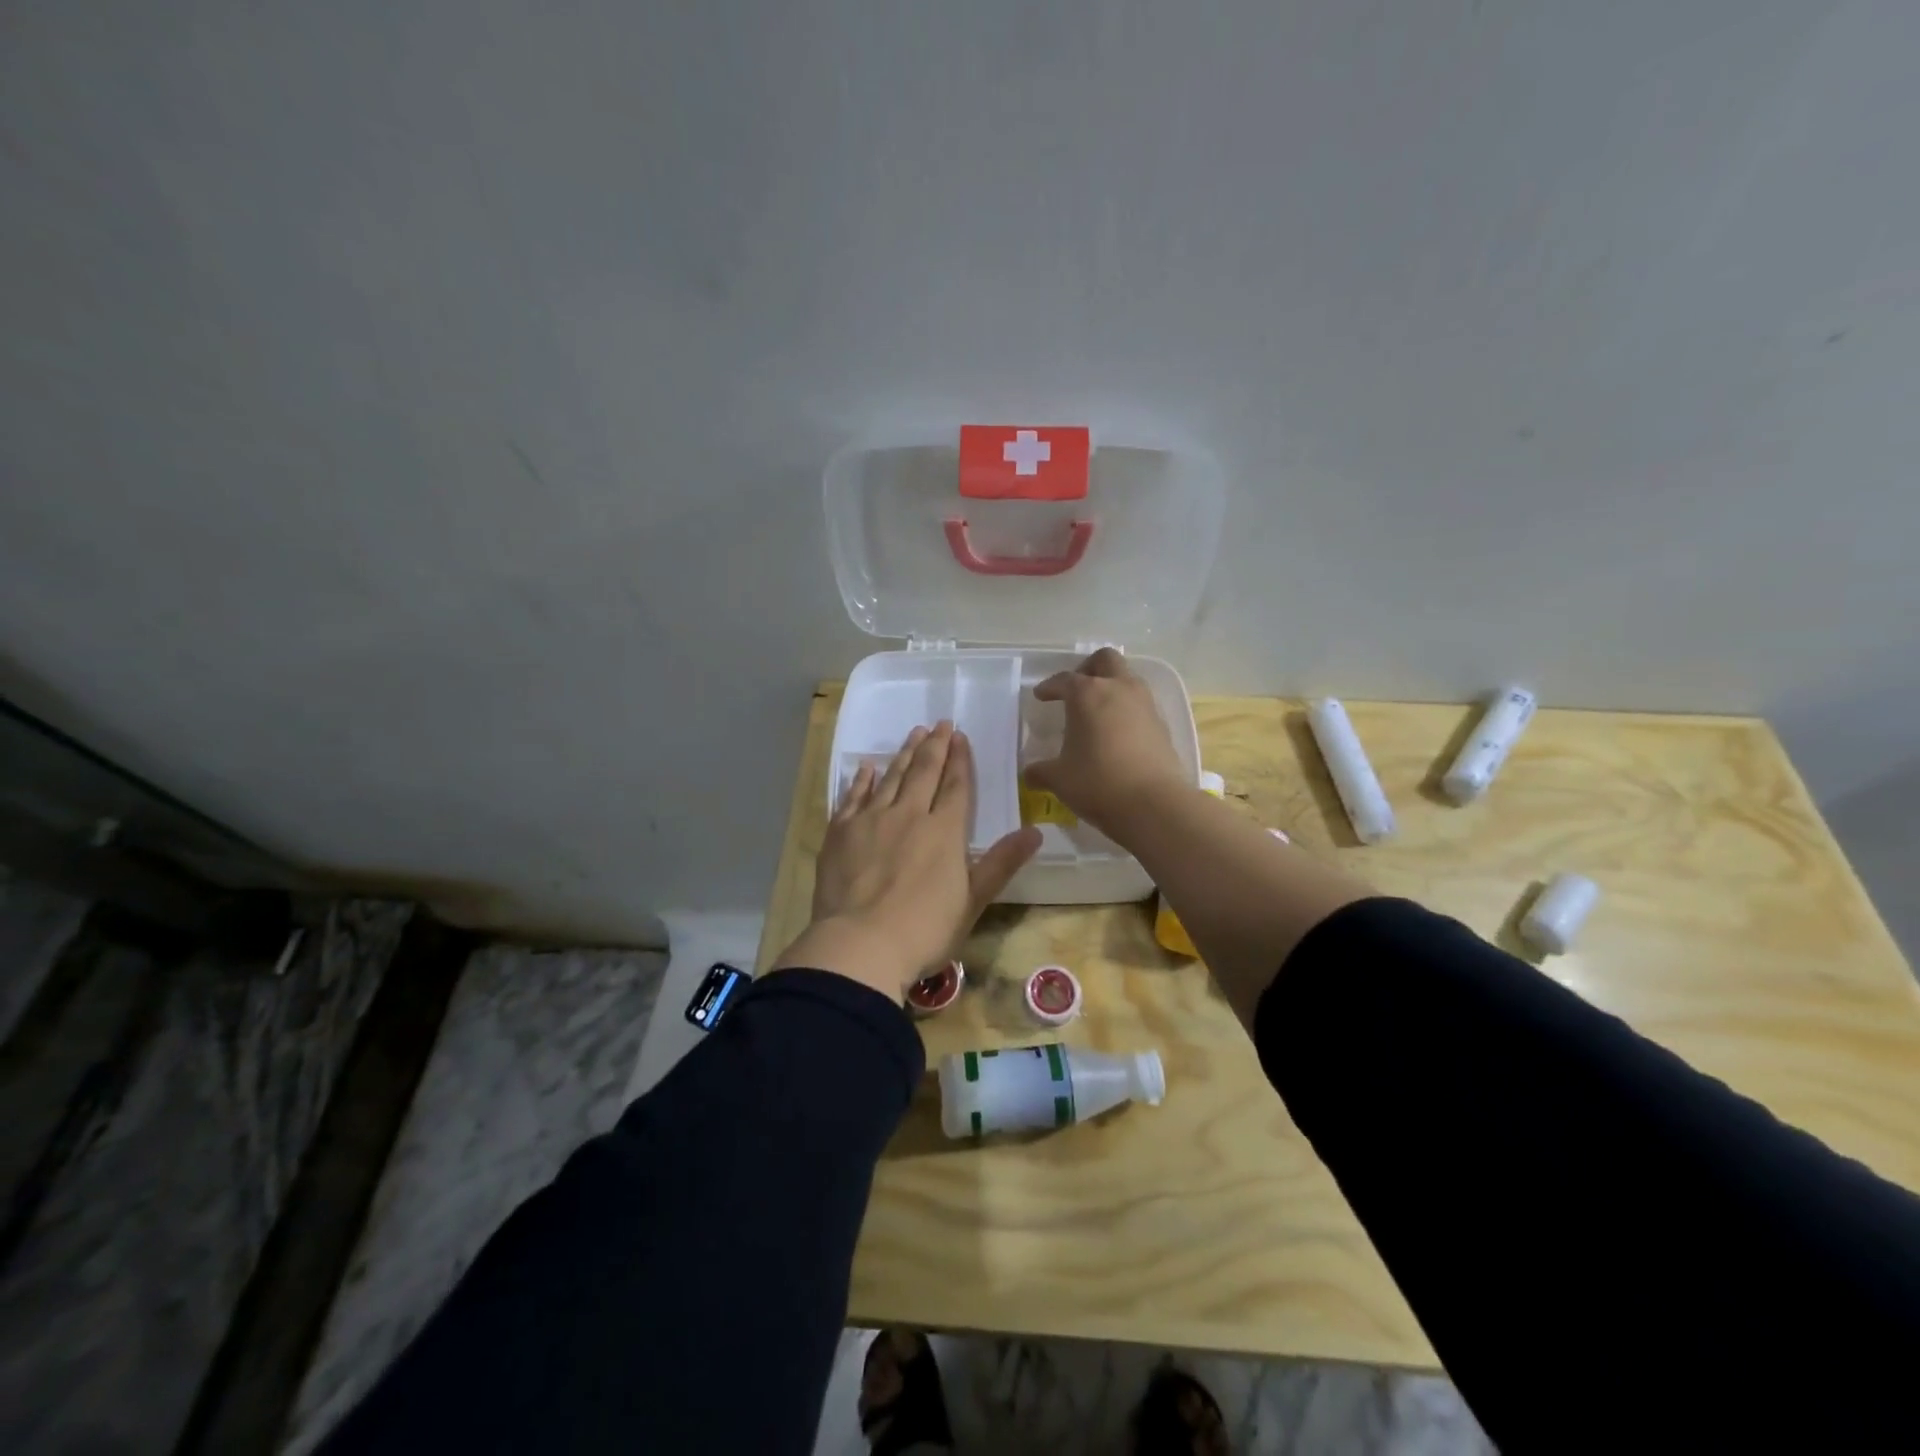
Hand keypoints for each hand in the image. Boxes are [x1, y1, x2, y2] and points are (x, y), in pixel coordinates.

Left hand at [771, 722, 1041, 1001]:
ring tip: (913, 734)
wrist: (860, 945)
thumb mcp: (973, 901)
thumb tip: (1035, 831)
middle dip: (934, 746)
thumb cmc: (924, 930)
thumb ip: (1002, 863)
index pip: (955, 786)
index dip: (960, 760)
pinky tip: (866, 768)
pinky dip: (861, 780)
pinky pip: (852, 797)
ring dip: (904, 754)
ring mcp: (871, 820)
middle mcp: (908, 815)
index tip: (960, 736)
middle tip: (939, 723)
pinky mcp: (840, 832)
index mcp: (944, 831)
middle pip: (924, 772)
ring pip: (891, 778)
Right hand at [1023, 648, 1188, 839]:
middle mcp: (1118, 689)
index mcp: (1087, 694)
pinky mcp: (1162, 725)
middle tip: (1076, 689)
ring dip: (1111, 688)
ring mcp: (1145, 705)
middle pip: (1105, 660)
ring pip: (1127, 679)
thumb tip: (1030, 773)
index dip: (1050, 686)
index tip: (1041, 695)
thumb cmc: (1098, 783)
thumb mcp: (1059, 779)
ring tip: (1097, 712)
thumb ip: (1041, 771)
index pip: (1064, 679)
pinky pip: (1141, 705)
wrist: (1154, 805)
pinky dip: (1127, 711)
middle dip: (1088, 669)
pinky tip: (1117, 735)